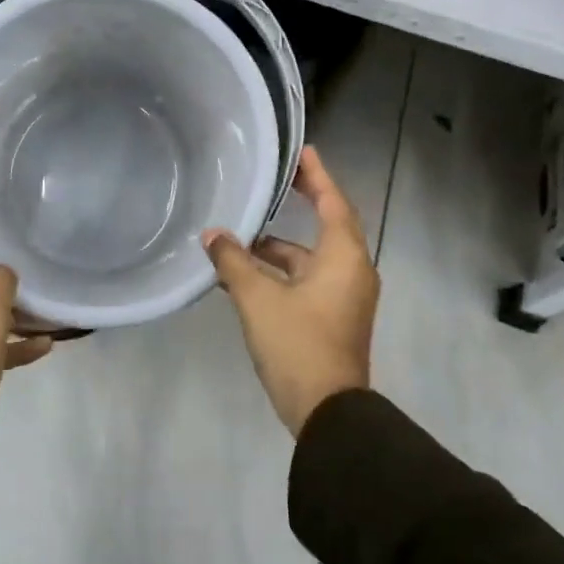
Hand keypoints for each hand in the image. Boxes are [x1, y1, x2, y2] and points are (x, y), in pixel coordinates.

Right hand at [203, 146, 377, 435]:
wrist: (327, 412)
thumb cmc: (298, 344)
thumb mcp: (258, 298)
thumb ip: (233, 262)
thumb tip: (212, 235)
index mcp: (344, 258)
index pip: (333, 202)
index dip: (317, 175)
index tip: (301, 151)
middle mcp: (350, 271)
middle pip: (325, 226)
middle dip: (300, 204)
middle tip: (273, 181)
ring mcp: (342, 298)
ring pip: (309, 259)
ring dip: (277, 248)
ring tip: (238, 236)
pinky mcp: (331, 318)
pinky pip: (304, 281)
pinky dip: (279, 273)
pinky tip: (242, 275)